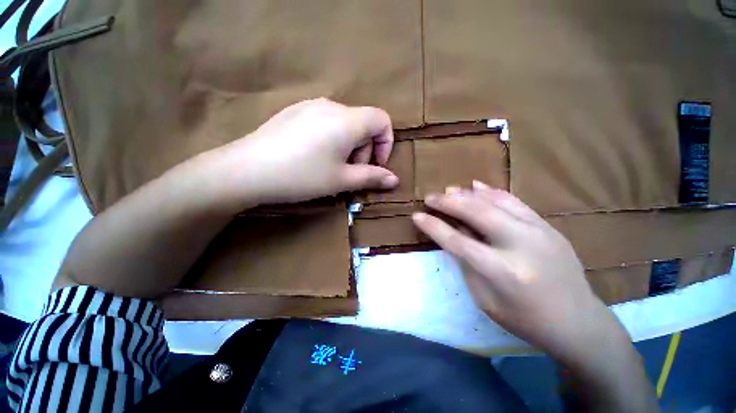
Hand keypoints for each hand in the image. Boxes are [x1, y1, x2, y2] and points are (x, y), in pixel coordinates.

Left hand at [204, 98, 398, 209]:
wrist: (247, 171)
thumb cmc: (302, 176)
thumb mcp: (342, 180)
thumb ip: (372, 177)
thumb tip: (395, 180)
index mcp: (347, 120)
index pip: (382, 120)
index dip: (386, 143)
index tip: (375, 165)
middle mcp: (331, 105)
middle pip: (363, 124)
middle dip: (365, 150)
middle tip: (350, 174)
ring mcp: (310, 106)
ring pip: (344, 124)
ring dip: (349, 147)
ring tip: (332, 168)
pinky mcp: (295, 112)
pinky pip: (326, 123)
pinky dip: (332, 140)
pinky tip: (315, 157)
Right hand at [412, 181, 628, 365]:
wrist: (578, 322)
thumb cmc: (524, 319)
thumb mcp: (484, 298)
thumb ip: (466, 262)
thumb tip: (452, 233)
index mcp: (503, 272)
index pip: (458, 241)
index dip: (434, 227)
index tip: (416, 216)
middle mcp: (521, 245)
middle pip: (476, 213)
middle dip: (448, 202)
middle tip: (430, 197)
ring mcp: (539, 231)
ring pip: (495, 202)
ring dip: (467, 194)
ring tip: (449, 190)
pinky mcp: (547, 226)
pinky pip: (514, 201)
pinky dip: (492, 192)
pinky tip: (476, 186)